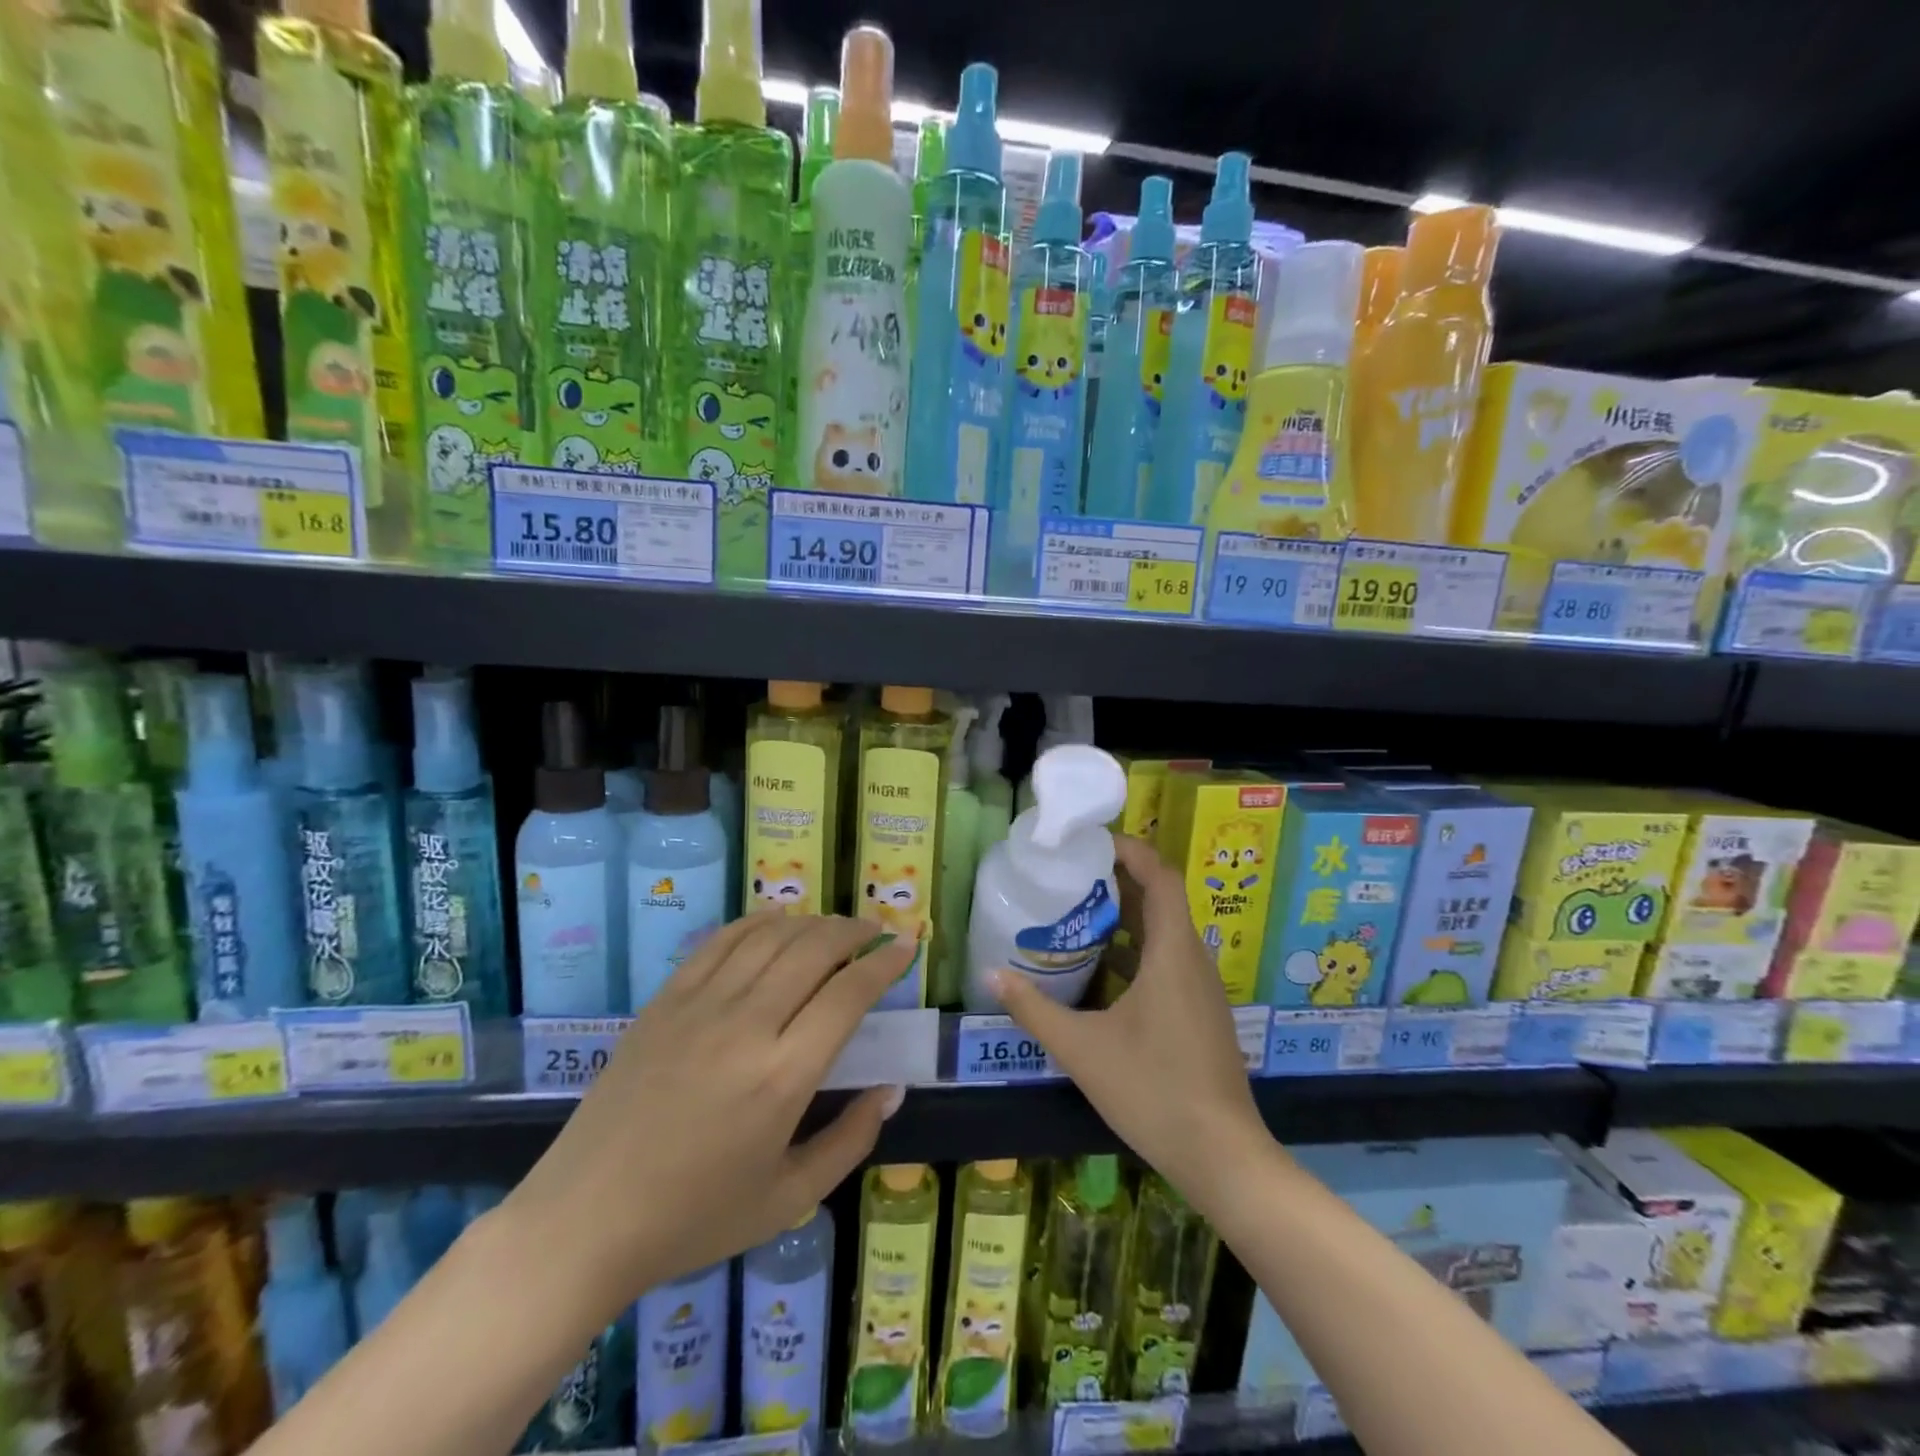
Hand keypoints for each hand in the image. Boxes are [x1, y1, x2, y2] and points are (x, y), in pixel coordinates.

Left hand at [505, 914, 912, 1316]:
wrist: (584, 1221)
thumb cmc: (692, 1219)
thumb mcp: (787, 1199)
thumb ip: (850, 1141)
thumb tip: (890, 1089)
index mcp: (783, 1076)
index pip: (848, 994)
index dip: (884, 962)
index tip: (905, 945)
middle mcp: (747, 1026)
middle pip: (813, 950)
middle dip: (853, 931)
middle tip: (875, 930)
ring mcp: (700, 1006)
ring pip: (770, 937)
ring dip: (811, 922)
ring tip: (834, 927)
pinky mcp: (665, 1002)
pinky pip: (720, 942)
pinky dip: (756, 922)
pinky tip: (776, 921)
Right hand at [990, 836, 1270, 1213]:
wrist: (1222, 1157)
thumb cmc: (1153, 1090)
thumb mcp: (1082, 1049)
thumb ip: (1034, 1009)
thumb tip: (990, 975)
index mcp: (1172, 953)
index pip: (1160, 876)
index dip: (1130, 850)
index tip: (1090, 842)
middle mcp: (1192, 960)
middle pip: (1160, 900)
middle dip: (1117, 882)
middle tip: (1069, 877)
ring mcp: (1200, 989)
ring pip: (1163, 933)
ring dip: (1124, 918)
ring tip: (1075, 915)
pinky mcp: (1199, 1013)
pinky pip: (1167, 962)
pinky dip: (1134, 952)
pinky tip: (1099, 974)